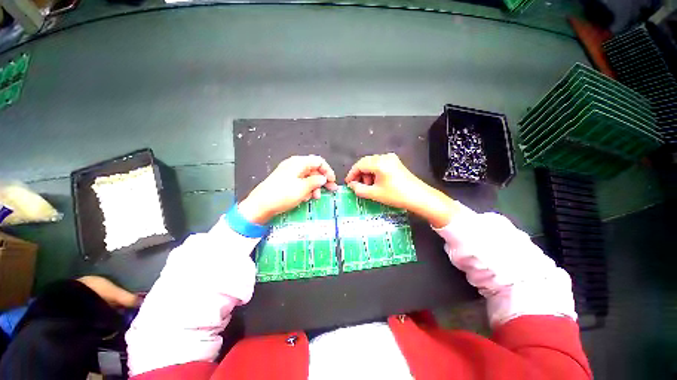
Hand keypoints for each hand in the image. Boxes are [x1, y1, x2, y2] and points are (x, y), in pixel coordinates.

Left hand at [239, 155, 337, 223]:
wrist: (260, 205)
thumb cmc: (283, 194)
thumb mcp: (303, 188)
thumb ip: (316, 181)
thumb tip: (323, 178)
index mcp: (298, 162)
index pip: (318, 161)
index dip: (328, 171)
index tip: (333, 181)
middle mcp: (294, 165)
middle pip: (313, 169)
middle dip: (322, 180)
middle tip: (330, 190)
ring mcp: (289, 173)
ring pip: (307, 177)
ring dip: (314, 186)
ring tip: (316, 197)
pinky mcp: (285, 181)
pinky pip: (300, 182)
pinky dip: (306, 189)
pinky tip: (306, 197)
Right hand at [345, 153, 458, 227]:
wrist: (419, 197)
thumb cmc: (396, 195)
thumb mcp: (375, 194)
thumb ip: (359, 189)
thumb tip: (352, 185)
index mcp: (379, 163)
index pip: (359, 165)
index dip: (352, 174)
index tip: (348, 183)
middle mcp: (385, 157)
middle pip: (366, 163)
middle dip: (360, 174)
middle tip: (358, 186)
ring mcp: (392, 159)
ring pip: (372, 164)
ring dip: (367, 174)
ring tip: (369, 187)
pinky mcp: (396, 163)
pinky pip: (380, 165)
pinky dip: (375, 173)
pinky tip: (376, 183)